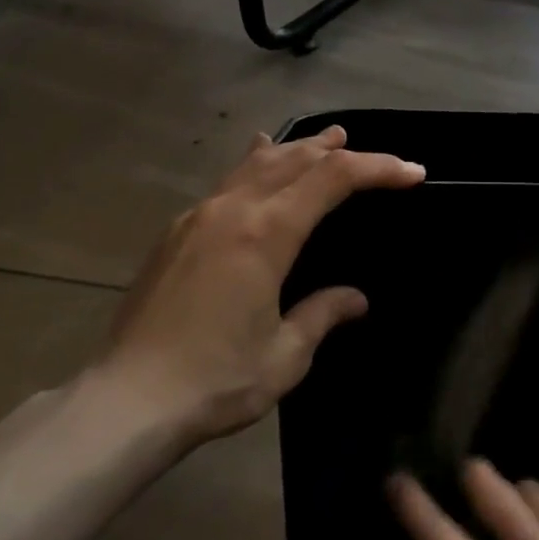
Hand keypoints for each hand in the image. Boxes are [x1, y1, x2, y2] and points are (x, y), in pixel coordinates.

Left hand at [94, 126, 423, 442]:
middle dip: (338, 150)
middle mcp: (233, 210)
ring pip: (257, 163)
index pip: (333, 178)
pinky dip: (255, 165)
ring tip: (323, 139)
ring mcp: (199, 216)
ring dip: (296, 148)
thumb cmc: (215, 380)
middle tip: (369, 150)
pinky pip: (226, 182)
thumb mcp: (285, 355)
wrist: (126, 400)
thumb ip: (323, 314)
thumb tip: (355, 299)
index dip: (378, 168)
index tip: (412, 173)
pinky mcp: (176, 233)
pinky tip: (257, 160)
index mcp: (266, 233)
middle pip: (295, 159)